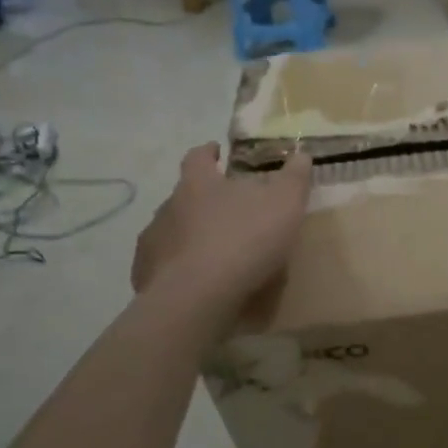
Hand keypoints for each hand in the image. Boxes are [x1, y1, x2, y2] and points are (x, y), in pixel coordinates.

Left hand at [132, 145, 312, 319]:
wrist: (197, 297)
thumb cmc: (244, 240)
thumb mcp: (284, 203)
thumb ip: (294, 177)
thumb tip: (301, 153)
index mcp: (198, 184)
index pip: (198, 157)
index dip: (208, 152)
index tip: (215, 151)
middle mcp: (169, 207)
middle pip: (184, 196)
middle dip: (202, 200)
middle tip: (226, 211)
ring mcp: (154, 242)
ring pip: (172, 231)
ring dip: (190, 236)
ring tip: (213, 253)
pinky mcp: (146, 276)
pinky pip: (163, 267)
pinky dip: (178, 270)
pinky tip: (195, 283)